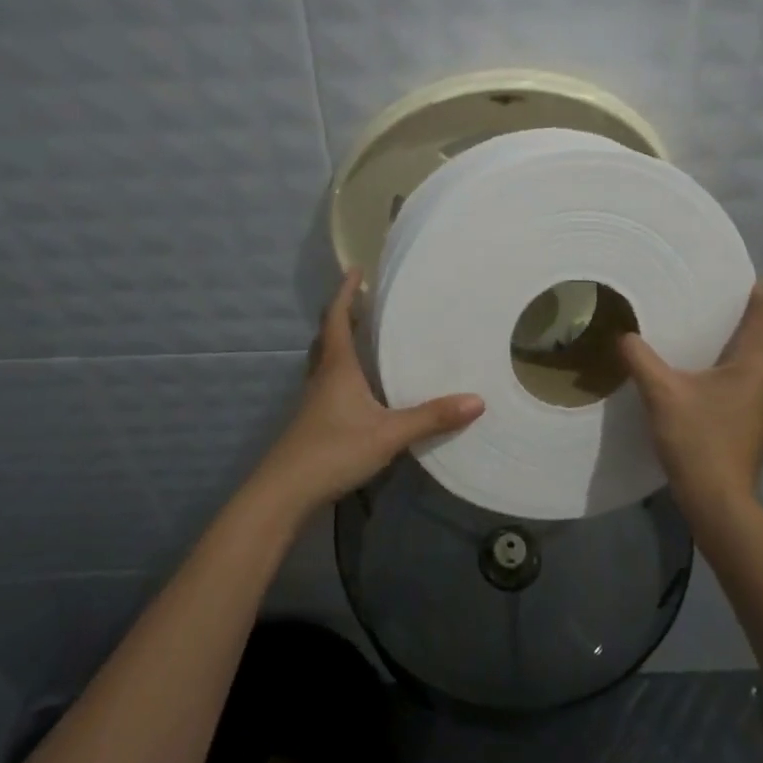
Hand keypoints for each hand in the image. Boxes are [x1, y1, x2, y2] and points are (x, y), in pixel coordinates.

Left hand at [252, 268, 484, 519]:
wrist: (285, 492)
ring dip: (342, 342)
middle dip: (346, 314)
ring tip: (367, 336)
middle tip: (367, 301)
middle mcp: (323, 376)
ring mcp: (315, 400)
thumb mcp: (389, 434)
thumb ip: (431, 418)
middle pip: (329, 335)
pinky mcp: (314, 420)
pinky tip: (362, 387)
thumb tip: (477, 400)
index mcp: (337, 367)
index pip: (338, 318)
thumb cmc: (334, 450)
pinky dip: (344, 371)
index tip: (356, 269)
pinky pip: (329, 382)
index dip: (346, 292)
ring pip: (327, 359)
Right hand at [618, 282, 762, 514]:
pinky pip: (746, 389)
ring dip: (730, 352)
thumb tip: (623, 335)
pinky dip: (728, 378)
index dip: (758, 290)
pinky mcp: (757, 430)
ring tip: (696, 344)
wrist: (719, 505)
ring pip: (754, 366)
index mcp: (756, 365)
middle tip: (702, 307)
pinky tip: (699, 387)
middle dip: (737, 320)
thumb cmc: (698, 441)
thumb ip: (640, 358)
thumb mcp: (661, 394)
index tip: (733, 277)